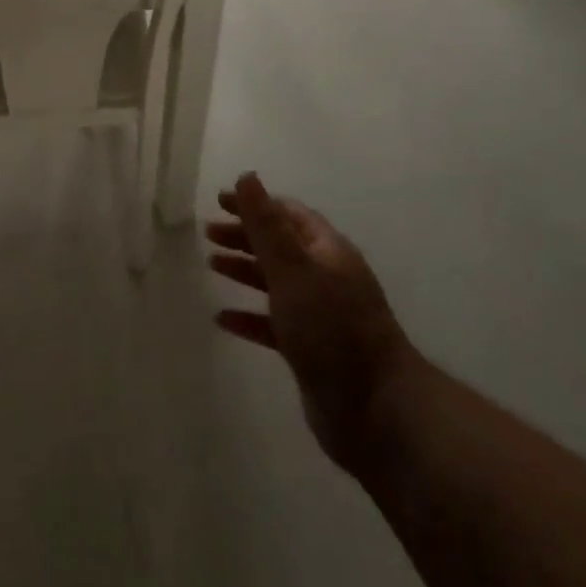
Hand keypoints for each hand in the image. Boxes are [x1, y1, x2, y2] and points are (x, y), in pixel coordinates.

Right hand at [208, 172, 413, 472]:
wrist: (376, 410)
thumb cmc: (332, 328)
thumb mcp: (293, 268)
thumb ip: (266, 224)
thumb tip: (247, 176)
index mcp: (327, 251)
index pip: (288, 214)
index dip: (255, 204)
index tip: (220, 201)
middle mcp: (326, 277)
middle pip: (280, 246)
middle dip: (245, 235)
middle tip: (208, 232)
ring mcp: (320, 315)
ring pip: (276, 283)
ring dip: (245, 270)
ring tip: (212, 264)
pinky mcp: (311, 350)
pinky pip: (273, 324)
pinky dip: (249, 316)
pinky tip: (223, 319)